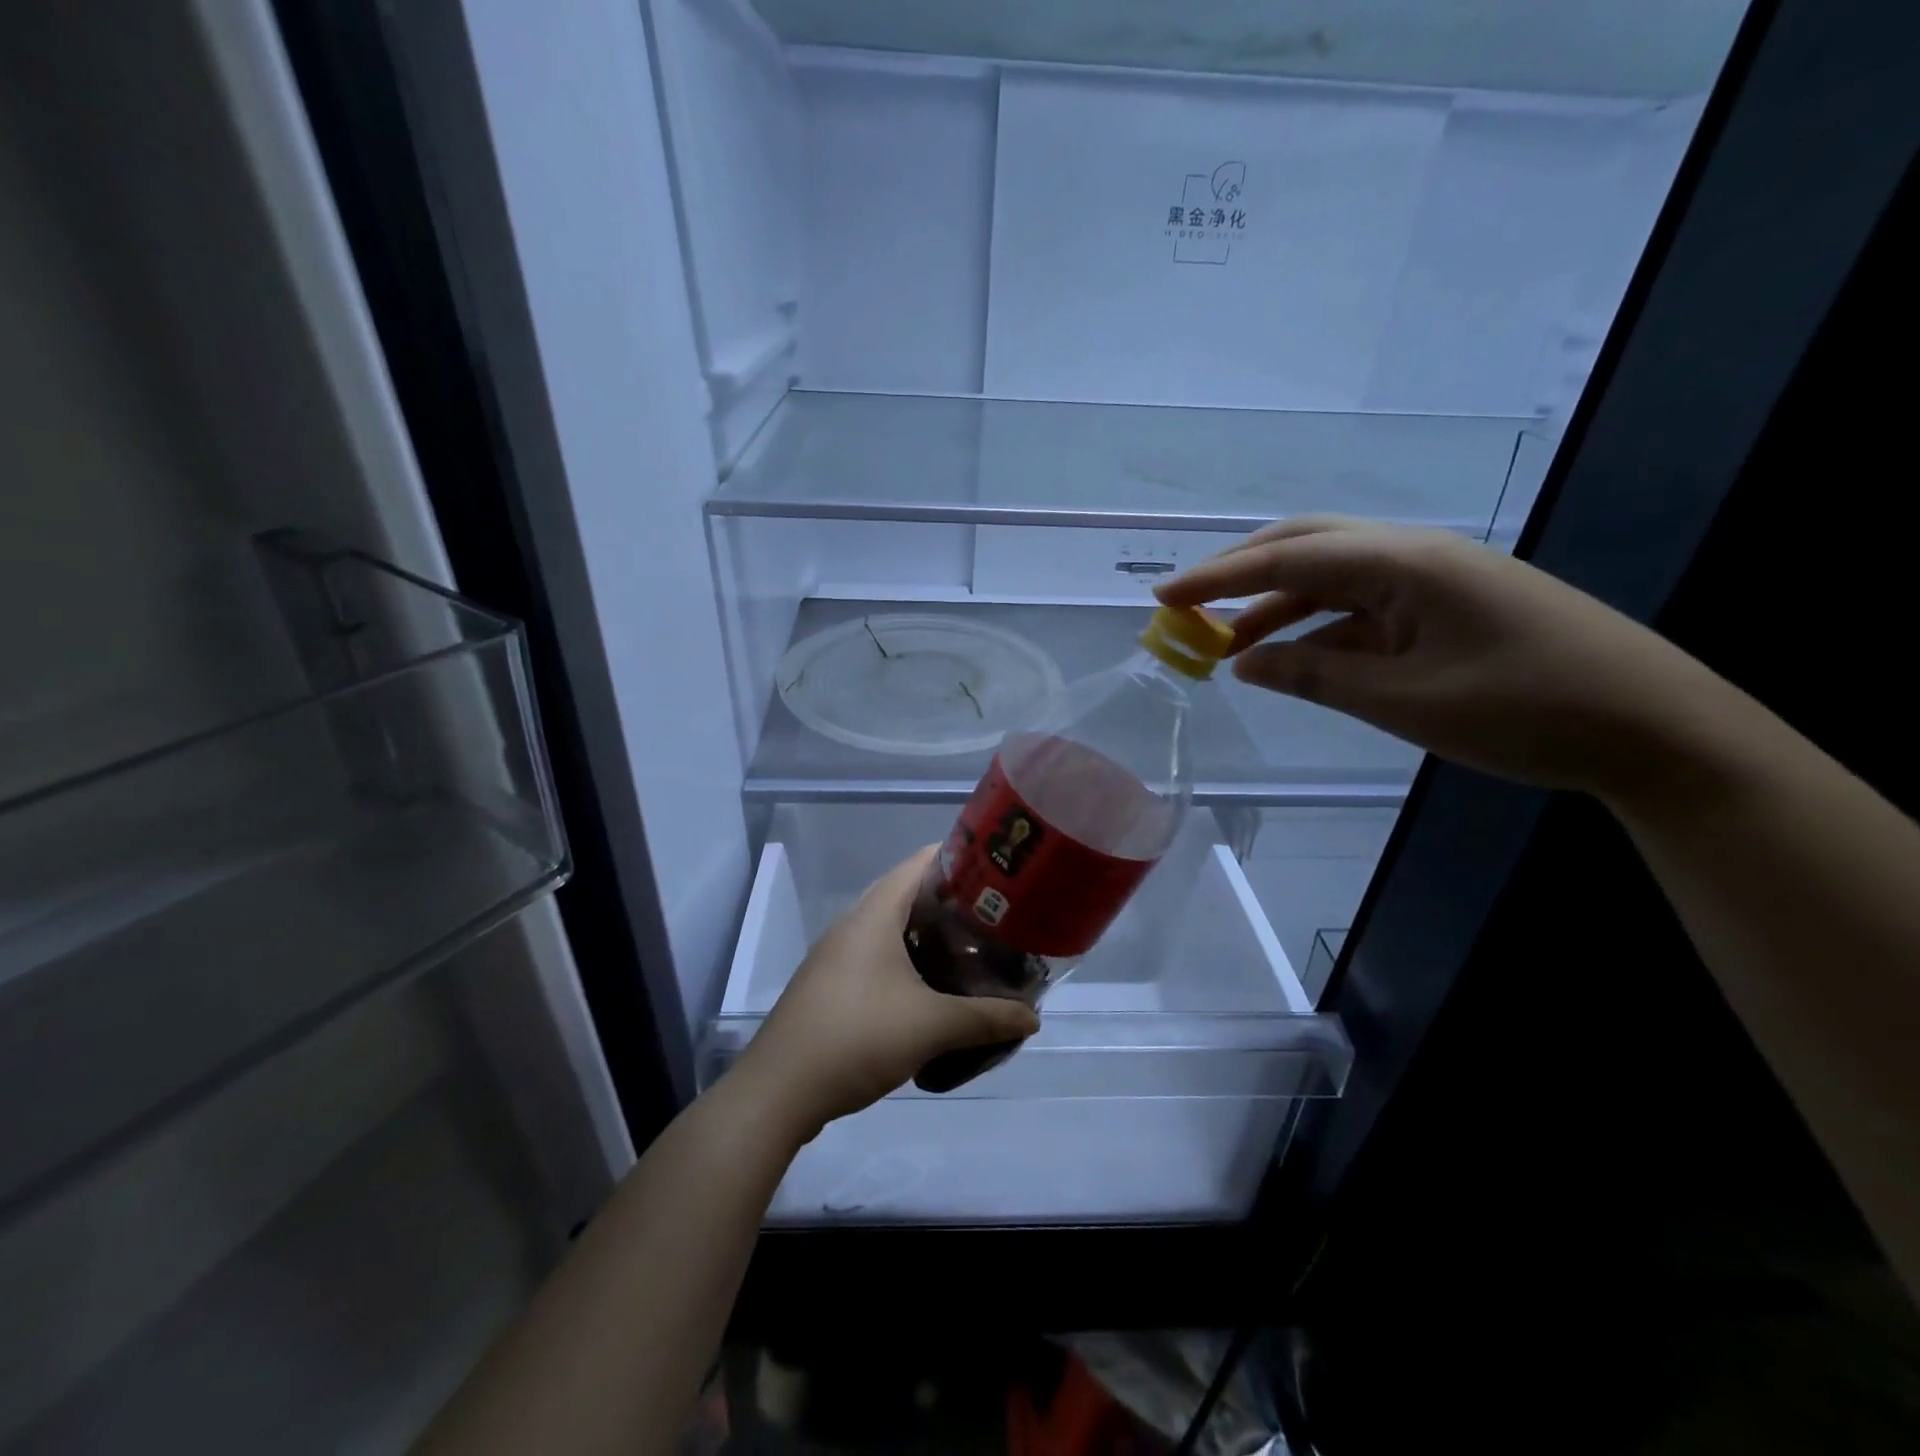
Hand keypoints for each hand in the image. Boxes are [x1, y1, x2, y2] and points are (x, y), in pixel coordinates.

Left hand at [734, 847, 1041, 1133]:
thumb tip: (1032, 1018)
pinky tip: (932, 990)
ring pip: (891, 931)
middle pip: (907, 896)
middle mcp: (853, 926)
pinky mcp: (831, 987)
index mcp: (874, 915)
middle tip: (994, 919)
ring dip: (928, 939)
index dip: (958, 859)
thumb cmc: (857, 1037)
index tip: (996, 872)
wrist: (779, 1090)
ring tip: (972, 953)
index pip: (919, 864)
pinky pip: (877, 959)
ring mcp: (837, 957)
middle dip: (950, 905)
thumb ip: (986, 1018)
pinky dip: (908, 964)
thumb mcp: (932, 1026)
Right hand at [1156, 517, 1731, 803]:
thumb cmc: (1530, 711)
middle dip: (1241, 574)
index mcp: (1405, 563)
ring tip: (1224, 643)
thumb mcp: (1406, 702)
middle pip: (1307, 547)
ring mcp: (1432, 582)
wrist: (1657, 730)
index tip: (1162, 596)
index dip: (1218, 579)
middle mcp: (1414, 556)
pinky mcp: (1444, 609)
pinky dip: (1317, 630)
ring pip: (1331, 579)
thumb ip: (1316, 677)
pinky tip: (1290, 656)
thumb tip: (1244, 662)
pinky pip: (1361, 609)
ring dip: (1276, 606)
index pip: (1288, 561)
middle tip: (1188, 606)